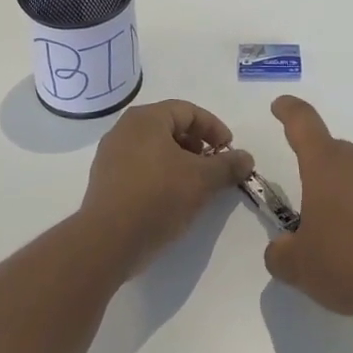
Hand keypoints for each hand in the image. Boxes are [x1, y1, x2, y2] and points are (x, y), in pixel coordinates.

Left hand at [81, 100, 251, 273]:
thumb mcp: (202, 180)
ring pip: (155, 148)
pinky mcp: (105, 181)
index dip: (214, 128)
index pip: (188, 111)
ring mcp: (111, 155)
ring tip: (196, 185)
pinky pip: (140, 167)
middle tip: (214, 166)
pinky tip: (172, 198)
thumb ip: (228, 165)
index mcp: (146, 119)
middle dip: (197, 145)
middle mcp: (125, 129)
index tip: (229, 150)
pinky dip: (161, 174)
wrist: (108, 241)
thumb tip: (246, 158)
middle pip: (170, 127)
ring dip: (180, 161)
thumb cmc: (158, 197)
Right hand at [262, 95, 352, 324]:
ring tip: (351, 241)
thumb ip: (279, 253)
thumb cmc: (350, 265)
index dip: (289, 111)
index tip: (281, 106)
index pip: (302, 122)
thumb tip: (282, 248)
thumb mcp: (299, 268)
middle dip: (321, 178)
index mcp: (325, 164)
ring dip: (351, 195)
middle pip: (333, 155)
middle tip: (316, 220)